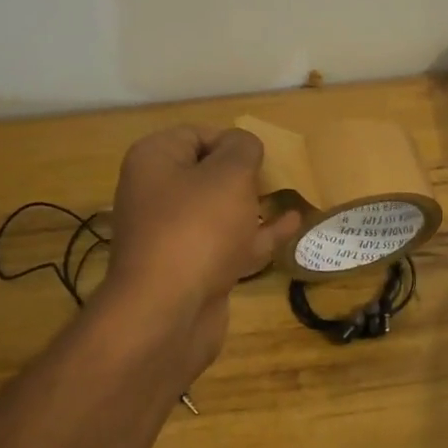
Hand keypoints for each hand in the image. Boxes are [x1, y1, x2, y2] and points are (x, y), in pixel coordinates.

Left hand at [98, 126, 300, 372]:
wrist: (168, 313)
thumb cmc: (198, 227)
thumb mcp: (229, 174)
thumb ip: (243, 148)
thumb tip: (244, 146)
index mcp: (155, 161)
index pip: (196, 134)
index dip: (232, 140)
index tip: (263, 154)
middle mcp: (157, 195)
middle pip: (208, 174)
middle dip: (245, 174)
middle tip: (278, 174)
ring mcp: (174, 236)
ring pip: (220, 211)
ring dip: (253, 204)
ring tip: (289, 195)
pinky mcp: (193, 269)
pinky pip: (229, 243)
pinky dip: (259, 234)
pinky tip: (292, 225)